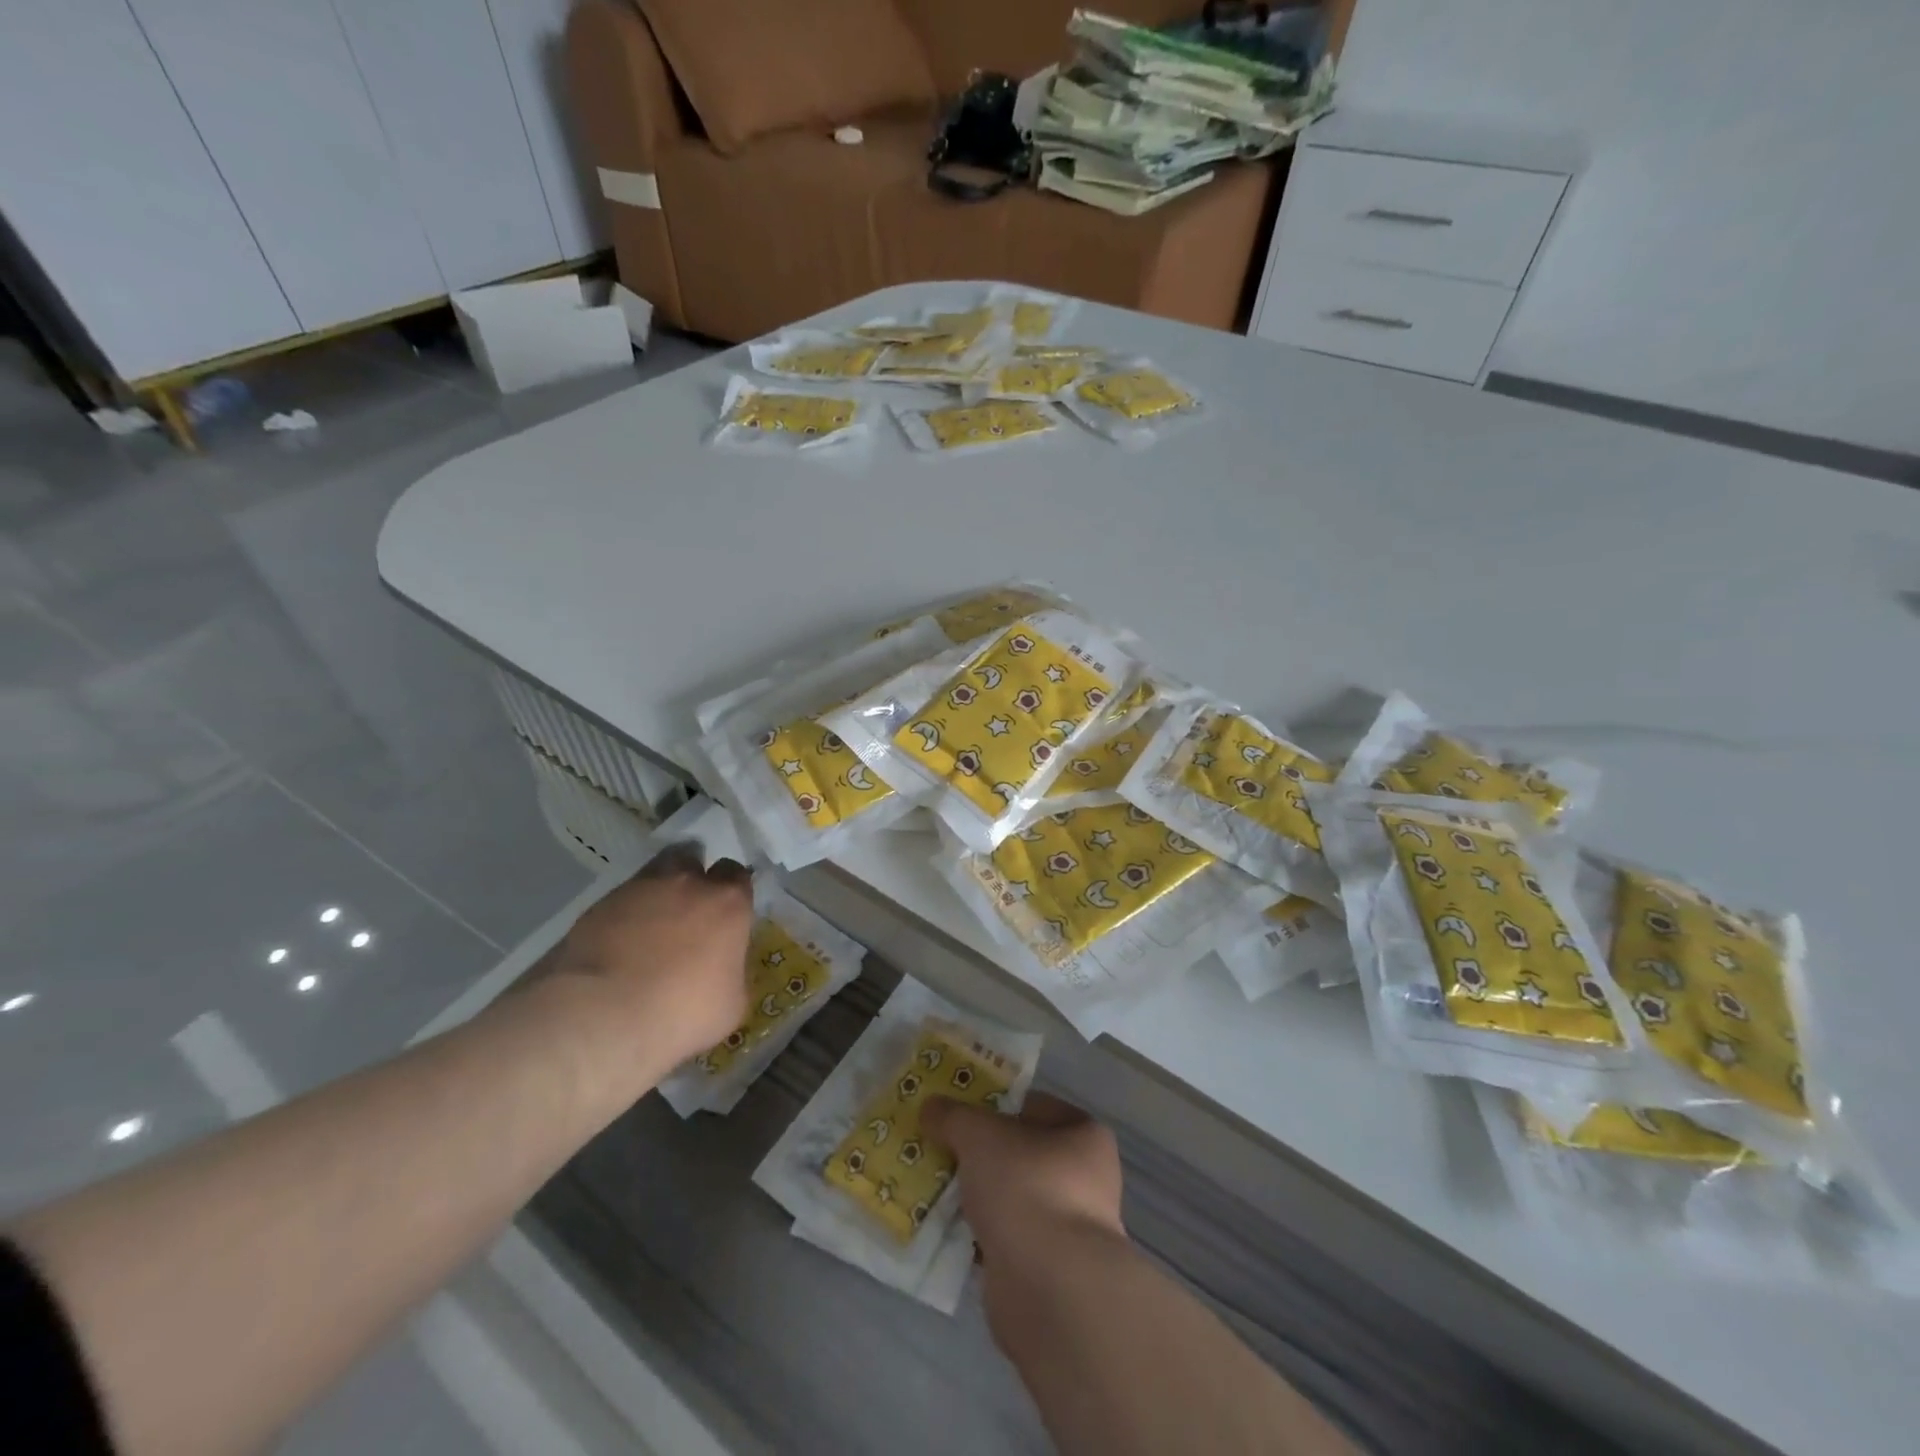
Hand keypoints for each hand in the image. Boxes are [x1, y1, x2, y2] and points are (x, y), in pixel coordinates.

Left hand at [530, 842, 753, 1073]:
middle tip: (687, 911)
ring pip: (653, 874)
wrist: (603, 1017)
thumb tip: (723, 967)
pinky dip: (623, 916)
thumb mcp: (731, 1003)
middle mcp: (687, 884)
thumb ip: (732, 971)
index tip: (726, 913)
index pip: (738, 875)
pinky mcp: (599, 906)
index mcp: (728, 904)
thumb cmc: (682, 1013)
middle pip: (693, 860)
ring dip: (656, 893)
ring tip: (649, 925)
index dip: (732, 891)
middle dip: (692, 878)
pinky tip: (618, 944)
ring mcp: (639, 890)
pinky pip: (620, 901)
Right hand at [922, 1091, 1124, 1261]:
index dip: (994, 1105)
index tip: (957, 1113)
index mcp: (1085, 1136)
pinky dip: (977, 1236)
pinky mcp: (1045, 1271)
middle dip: (980, 1155)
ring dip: (977, 1197)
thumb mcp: (980, 1135)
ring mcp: (1068, 1228)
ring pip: (1009, 1198)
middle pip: (1019, 1154)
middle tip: (940, 1150)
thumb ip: (953, 1116)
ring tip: (934, 1189)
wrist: (1048, 1290)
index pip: (1033, 1107)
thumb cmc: (1026, 1188)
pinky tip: (945, 1231)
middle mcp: (1085, 1179)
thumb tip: (931, 1106)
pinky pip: (1003, 1239)